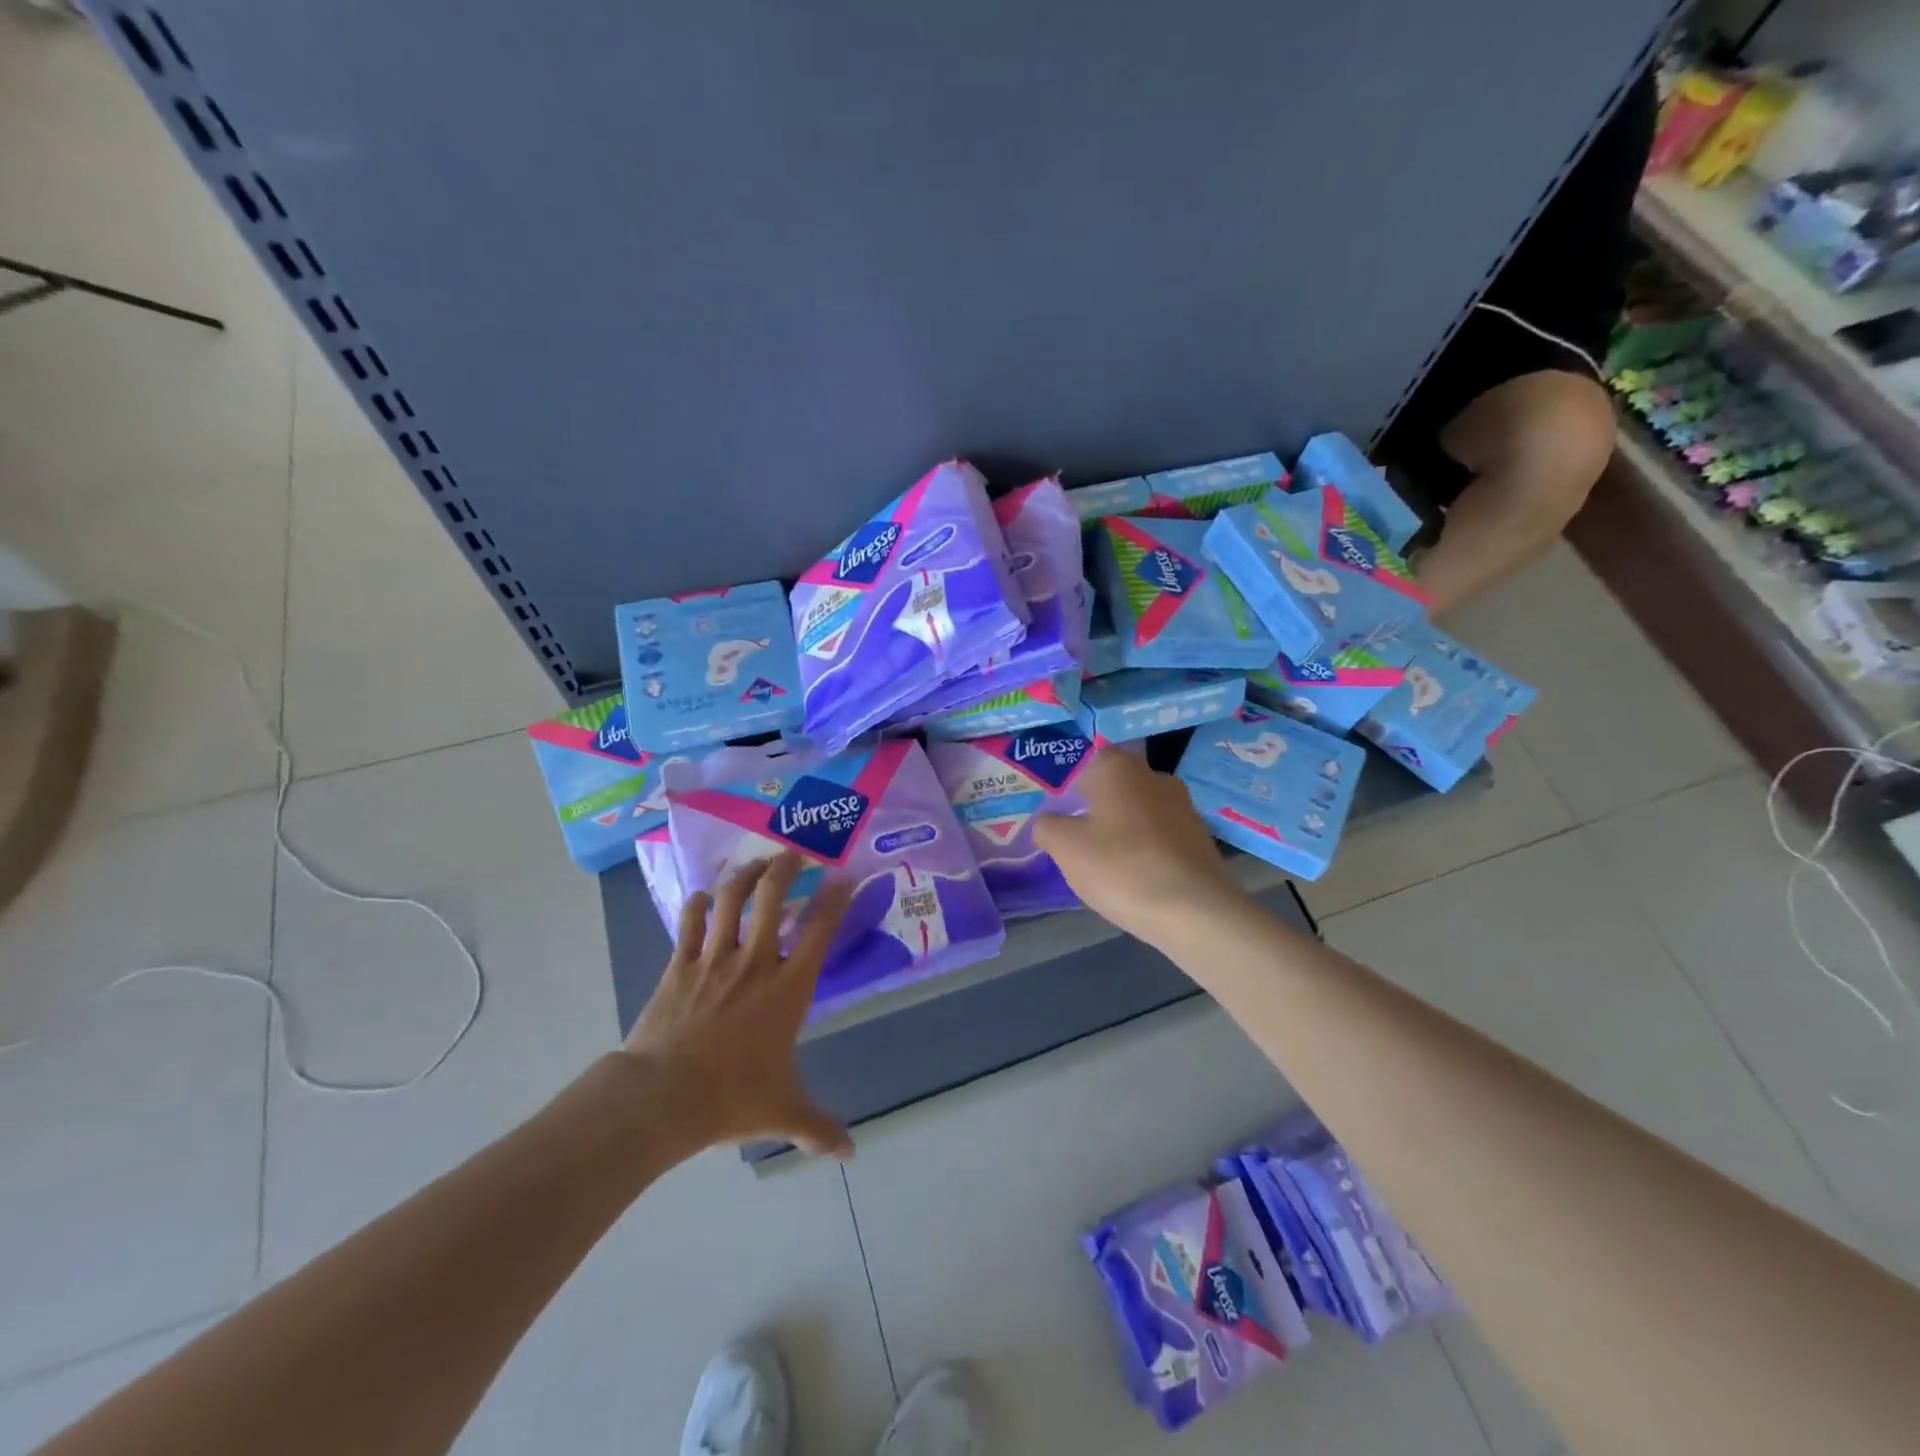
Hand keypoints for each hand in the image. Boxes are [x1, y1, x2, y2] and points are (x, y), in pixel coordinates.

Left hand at [623, 852, 853, 1157]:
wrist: (661, 1097)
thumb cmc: (731, 1097)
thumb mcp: (782, 1112)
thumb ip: (818, 1127)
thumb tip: (850, 1152)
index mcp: (787, 987)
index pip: (820, 930)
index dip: (835, 898)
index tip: (845, 876)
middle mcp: (755, 961)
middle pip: (773, 897)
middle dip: (786, 868)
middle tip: (794, 854)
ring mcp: (714, 959)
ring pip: (731, 899)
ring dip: (744, 875)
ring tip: (755, 863)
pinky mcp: (679, 965)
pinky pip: (689, 923)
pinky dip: (697, 904)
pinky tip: (702, 896)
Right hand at [1032, 749, 1246, 947]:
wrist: (1195, 911)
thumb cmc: (1121, 867)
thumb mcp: (1065, 847)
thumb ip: (1047, 826)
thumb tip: (1048, 822)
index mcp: (1119, 767)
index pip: (1087, 764)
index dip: (1071, 790)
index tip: (1062, 819)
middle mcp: (1155, 776)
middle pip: (1115, 789)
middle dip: (1097, 812)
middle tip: (1078, 844)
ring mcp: (1184, 806)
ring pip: (1139, 813)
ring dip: (1123, 833)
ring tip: (1107, 868)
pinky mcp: (1201, 838)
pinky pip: (1161, 837)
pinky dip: (1146, 852)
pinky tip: (1138, 880)